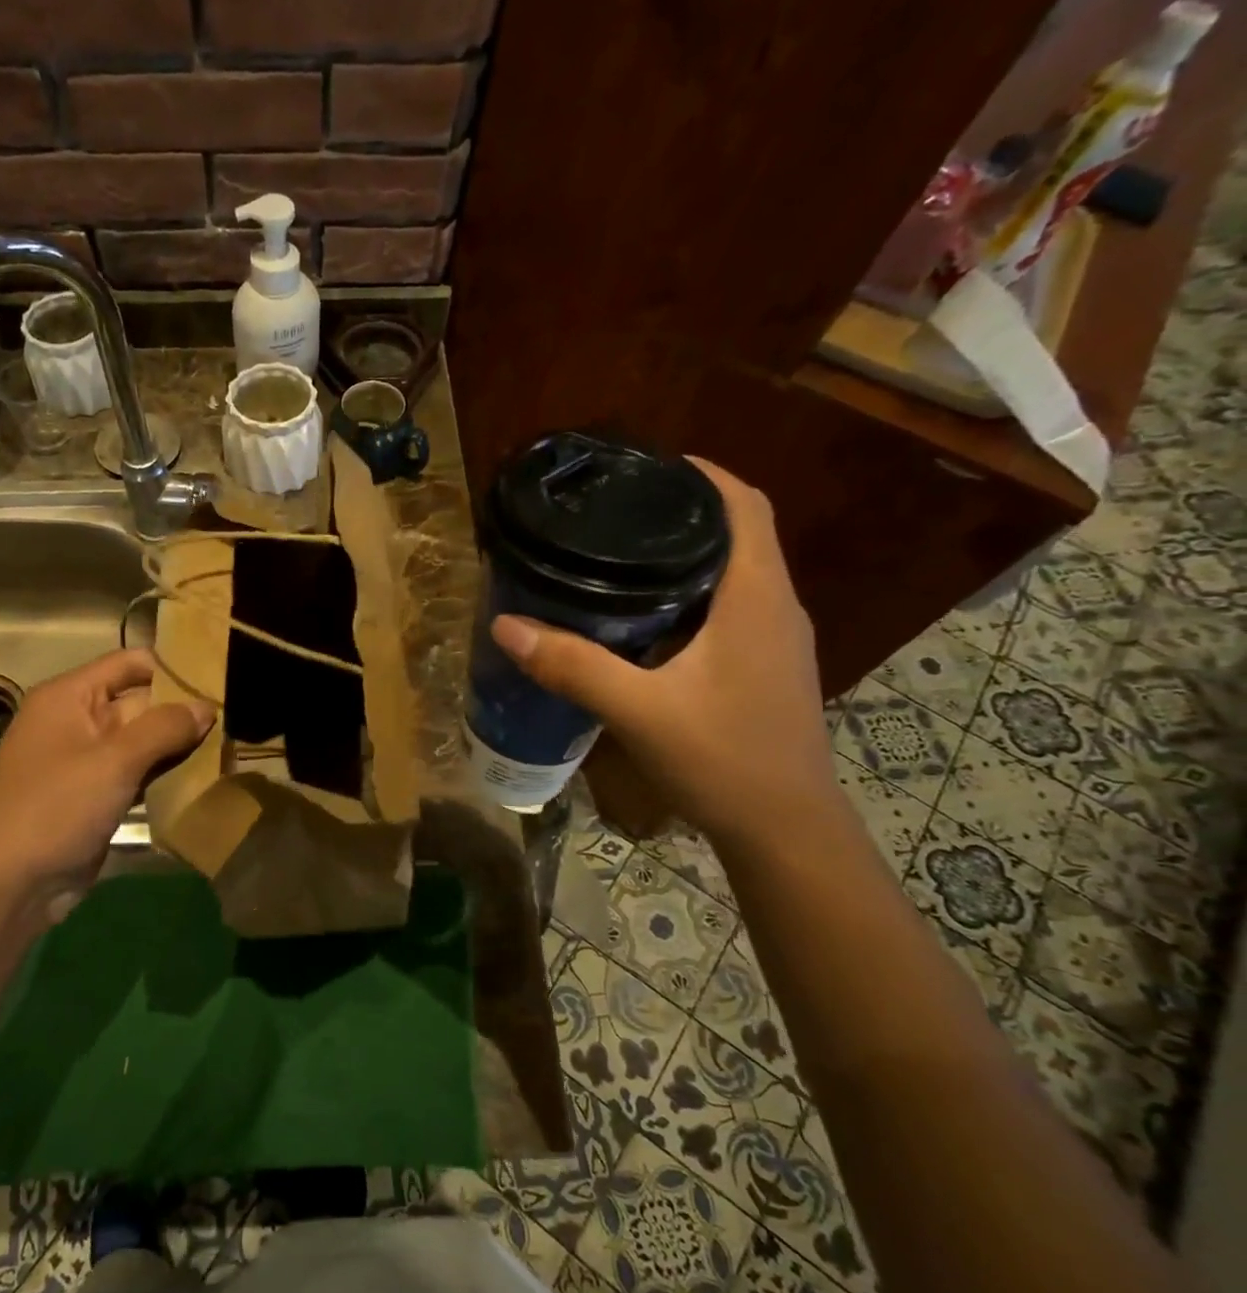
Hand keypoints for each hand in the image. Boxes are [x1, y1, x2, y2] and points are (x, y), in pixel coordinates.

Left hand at [0, 649, 212, 924]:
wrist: (9, 884)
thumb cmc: (55, 808)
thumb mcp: (113, 761)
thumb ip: (164, 728)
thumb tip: (206, 707)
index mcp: (70, 696)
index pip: (129, 663)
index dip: (172, 667)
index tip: (219, 676)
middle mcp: (79, 720)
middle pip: (141, 702)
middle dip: (183, 710)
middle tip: (236, 715)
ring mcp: (88, 761)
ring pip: (144, 741)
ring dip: (180, 745)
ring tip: (230, 743)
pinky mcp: (98, 796)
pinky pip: (138, 773)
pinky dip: (166, 774)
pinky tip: (205, 775)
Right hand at [489, 459, 839, 849]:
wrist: (785, 829)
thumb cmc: (724, 759)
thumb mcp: (639, 710)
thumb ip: (573, 665)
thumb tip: (507, 624)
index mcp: (755, 598)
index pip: (744, 506)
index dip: (704, 473)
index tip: (647, 463)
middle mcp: (774, 608)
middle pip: (739, 533)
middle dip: (684, 511)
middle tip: (617, 510)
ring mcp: (774, 641)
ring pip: (735, 573)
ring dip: (688, 554)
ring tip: (621, 554)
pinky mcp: (764, 668)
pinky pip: (730, 609)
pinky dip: (692, 594)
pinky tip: (645, 618)